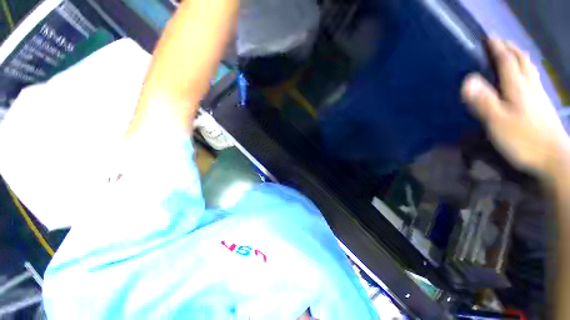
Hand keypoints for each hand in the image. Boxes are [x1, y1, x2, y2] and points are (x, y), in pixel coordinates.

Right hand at [462, 38, 569, 178]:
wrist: (554, 158)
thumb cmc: (524, 140)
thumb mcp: (498, 122)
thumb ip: (483, 101)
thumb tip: (467, 80)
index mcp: (517, 88)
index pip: (506, 61)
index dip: (496, 48)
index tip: (487, 37)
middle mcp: (529, 86)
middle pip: (521, 61)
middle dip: (510, 48)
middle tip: (499, 41)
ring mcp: (538, 95)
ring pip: (529, 68)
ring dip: (519, 57)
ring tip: (511, 52)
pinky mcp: (542, 105)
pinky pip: (534, 79)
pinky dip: (527, 70)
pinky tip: (525, 74)